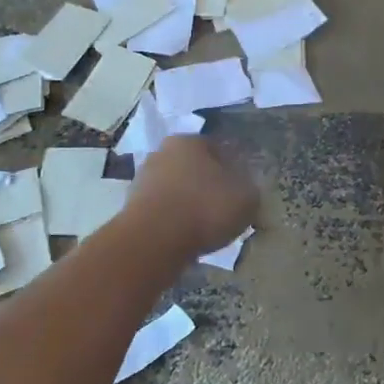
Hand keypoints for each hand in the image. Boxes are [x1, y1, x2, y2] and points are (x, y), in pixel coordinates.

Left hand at [128, 137, 258, 258]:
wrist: (153, 242)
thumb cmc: (205, 209)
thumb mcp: (246, 198)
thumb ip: (250, 188)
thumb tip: (247, 187)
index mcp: (190, 141)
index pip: (219, 148)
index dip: (235, 168)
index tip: (243, 188)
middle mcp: (163, 152)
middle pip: (195, 166)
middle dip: (209, 183)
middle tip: (225, 207)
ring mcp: (144, 178)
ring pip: (177, 187)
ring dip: (190, 202)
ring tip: (206, 226)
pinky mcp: (132, 205)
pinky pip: (163, 209)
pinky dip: (175, 219)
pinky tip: (186, 235)